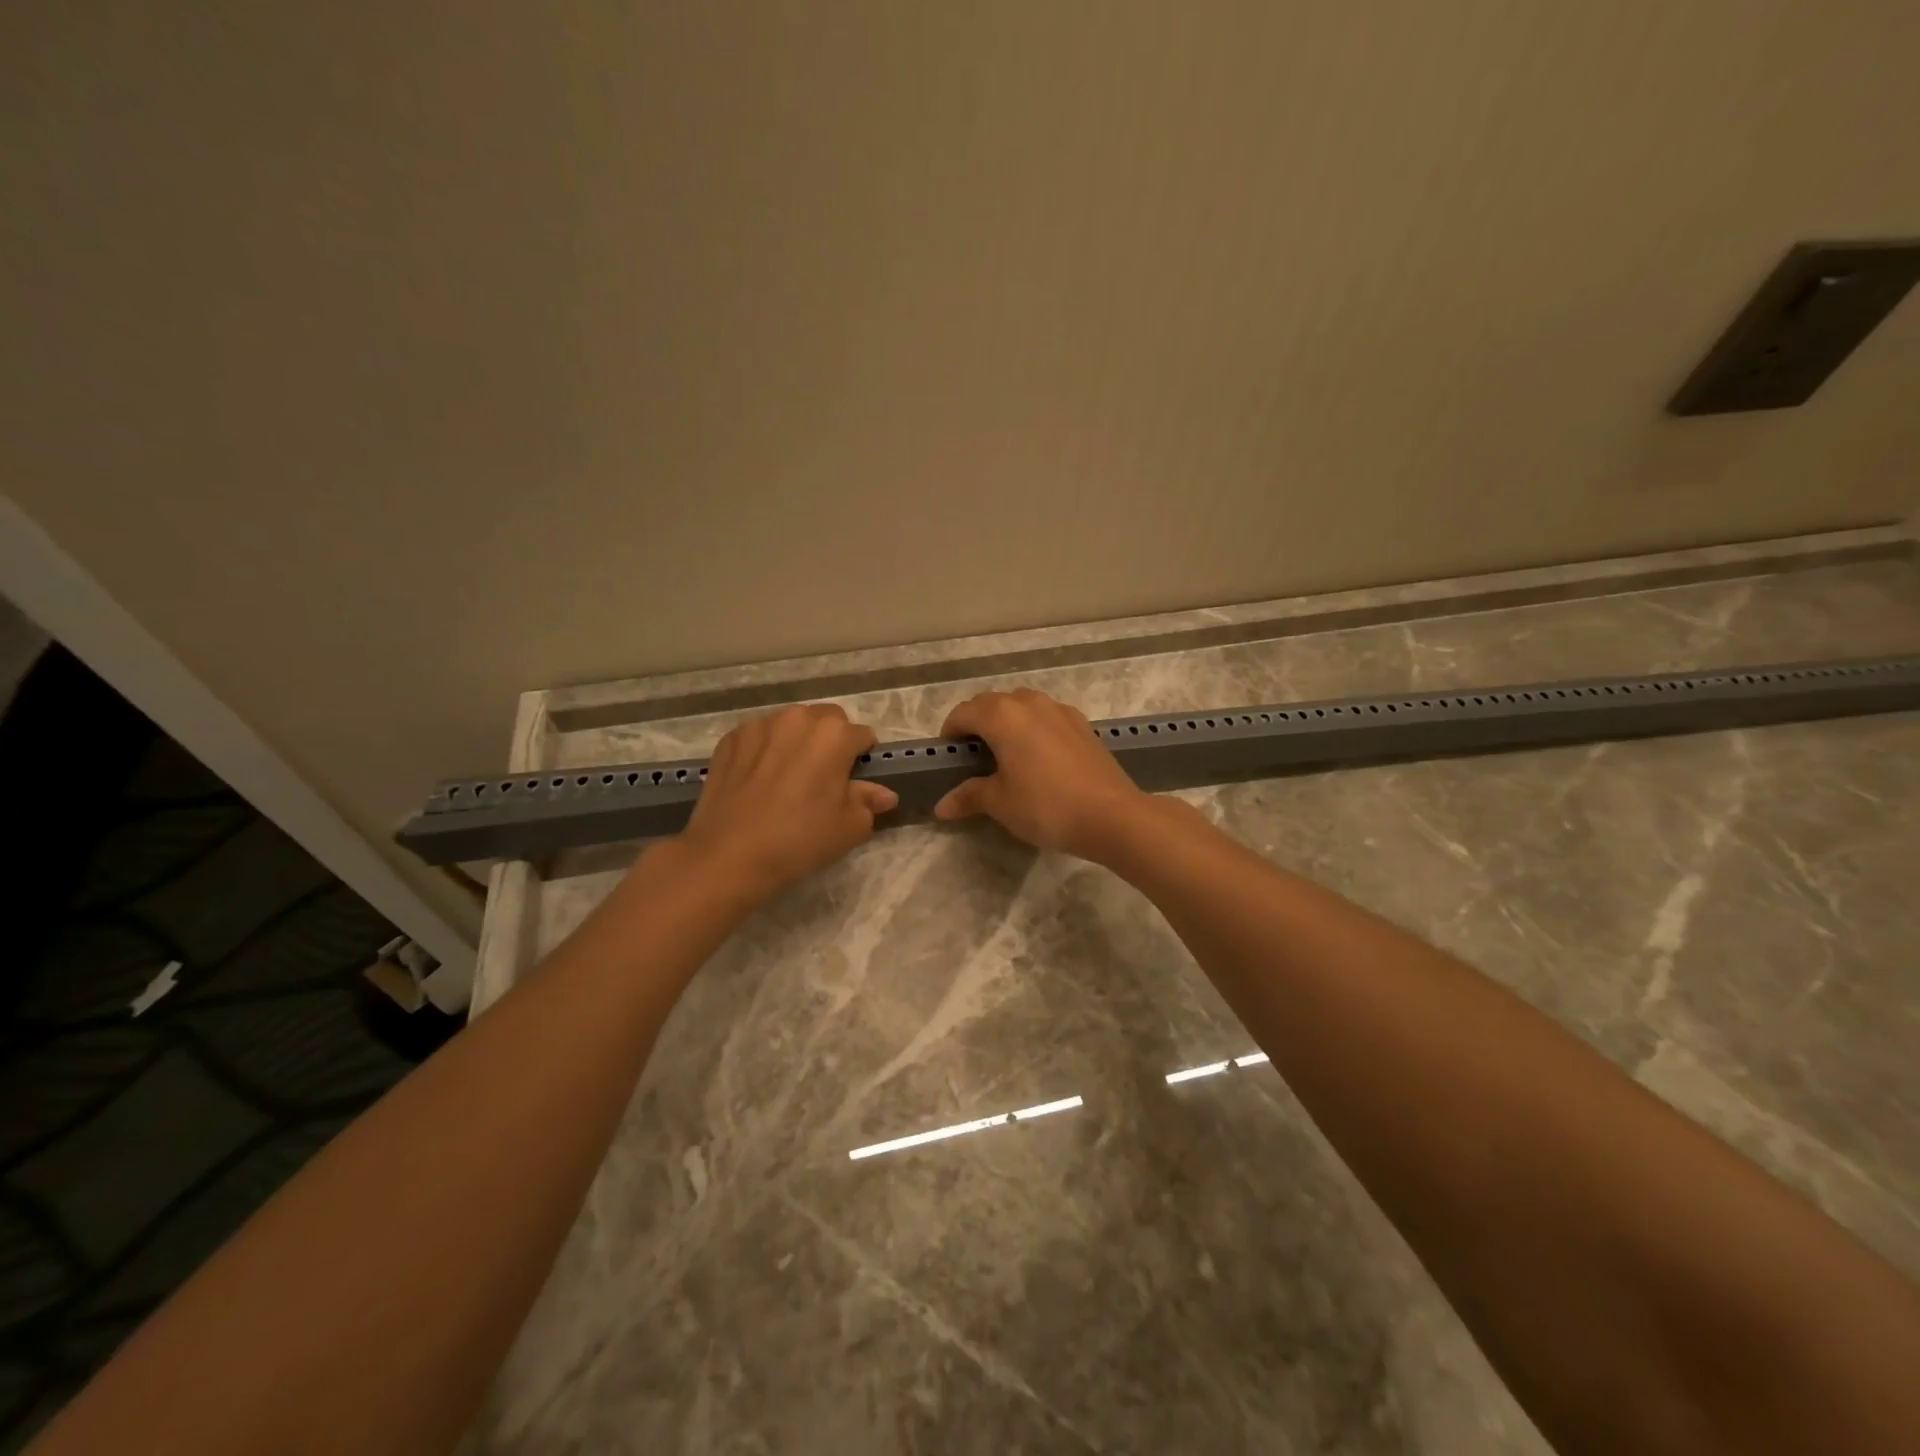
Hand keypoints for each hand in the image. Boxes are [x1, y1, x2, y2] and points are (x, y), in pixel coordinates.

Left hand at [677, 704, 898, 899]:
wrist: (729, 855)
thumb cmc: (800, 840)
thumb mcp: (849, 827)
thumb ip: (869, 801)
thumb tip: (884, 794)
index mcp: (834, 734)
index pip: (862, 736)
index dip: (862, 759)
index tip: (853, 782)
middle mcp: (798, 718)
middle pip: (826, 721)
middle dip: (830, 741)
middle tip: (822, 778)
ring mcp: (760, 725)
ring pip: (791, 724)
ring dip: (796, 741)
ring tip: (788, 778)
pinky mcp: (730, 738)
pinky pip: (759, 737)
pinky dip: (765, 750)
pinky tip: (759, 781)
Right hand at [933, 688, 1148, 859]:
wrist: (1111, 815)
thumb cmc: (1045, 806)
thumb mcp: (1000, 803)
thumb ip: (969, 796)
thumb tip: (942, 806)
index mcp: (1002, 715)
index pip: (964, 712)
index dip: (951, 732)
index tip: (948, 757)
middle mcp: (1030, 703)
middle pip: (992, 704)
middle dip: (977, 724)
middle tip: (973, 758)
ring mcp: (1060, 710)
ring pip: (1022, 707)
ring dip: (1007, 723)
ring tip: (1005, 756)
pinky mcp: (1082, 725)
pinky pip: (1046, 718)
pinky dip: (1033, 729)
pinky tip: (1038, 759)